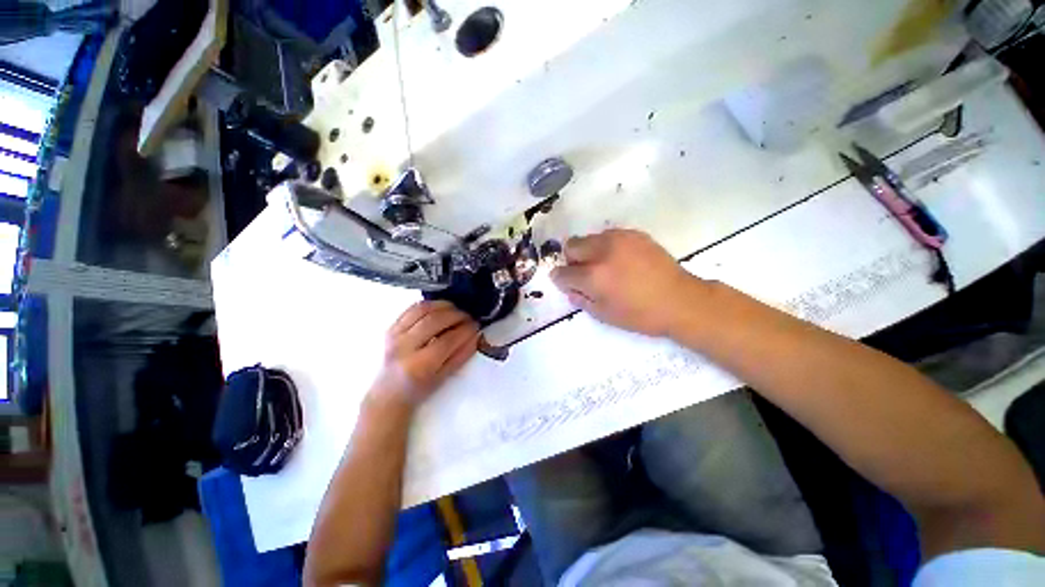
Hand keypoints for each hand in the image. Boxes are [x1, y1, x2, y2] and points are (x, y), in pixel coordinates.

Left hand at [371, 301, 480, 407]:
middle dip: (456, 315)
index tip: (476, 325)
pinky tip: (439, 308)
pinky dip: (428, 305)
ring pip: (422, 310)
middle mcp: (404, 347)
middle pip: (433, 321)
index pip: (446, 341)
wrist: (387, 394)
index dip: (464, 330)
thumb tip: (475, 336)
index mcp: (418, 365)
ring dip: (443, 306)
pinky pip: (411, 309)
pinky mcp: (391, 327)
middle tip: (468, 316)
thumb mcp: (442, 378)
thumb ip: (460, 356)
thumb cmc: (417, 390)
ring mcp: (394, 335)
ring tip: (456, 309)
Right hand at [551, 229, 699, 337]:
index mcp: (594, 276)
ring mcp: (619, 239)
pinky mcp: (634, 234)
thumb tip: (569, 289)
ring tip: (604, 266)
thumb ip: (581, 300)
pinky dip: (606, 247)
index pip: (563, 273)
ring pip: (589, 238)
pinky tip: (620, 260)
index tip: (565, 282)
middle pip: (571, 246)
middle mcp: (603, 252)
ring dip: (589, 252)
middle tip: (584, 273)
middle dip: (571, 260)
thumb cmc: (641, 315)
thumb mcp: (605, 315)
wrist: (681, 300)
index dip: (560, 279)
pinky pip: (609, 236)